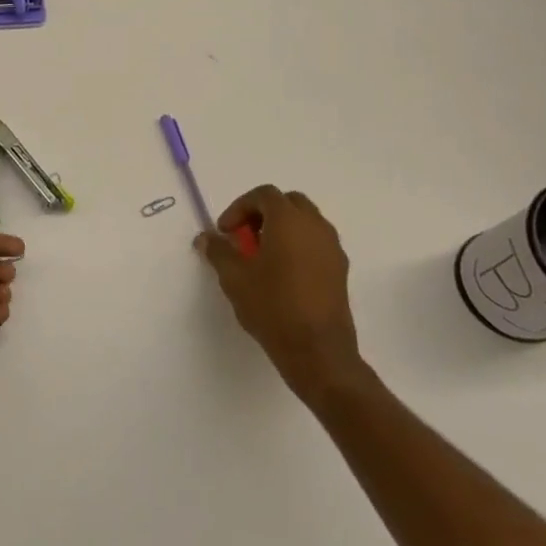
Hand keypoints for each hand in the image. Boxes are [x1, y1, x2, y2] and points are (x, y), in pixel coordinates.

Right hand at [195, 186, 366, 408]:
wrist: (317, 350)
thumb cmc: (272, 306)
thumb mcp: (234, 277)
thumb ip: (218, 251)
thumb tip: (206, 238)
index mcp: (289, 221)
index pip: (264, 195)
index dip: (240, 207)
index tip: (226, 232)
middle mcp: (316, 226)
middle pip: (289, 203)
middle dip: (263, 213)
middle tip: (244, 237)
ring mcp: (332, 247)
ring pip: (306, 222)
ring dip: (282, 229)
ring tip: (261, 256)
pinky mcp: (340, 269)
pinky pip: (316, 242)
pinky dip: (297, 245)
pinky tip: (282, 274)